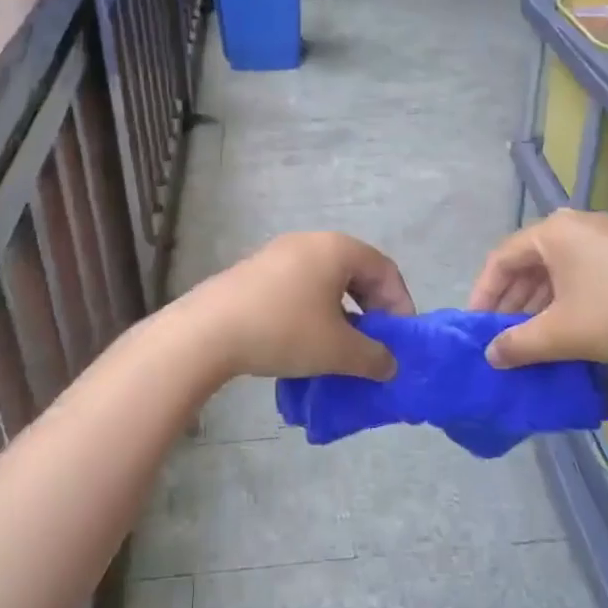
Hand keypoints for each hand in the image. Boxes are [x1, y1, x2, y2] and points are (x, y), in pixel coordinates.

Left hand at [186, 232, 414, 380]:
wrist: (208, 332)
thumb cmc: (285, 330)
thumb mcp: (338, 350)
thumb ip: (373, 357)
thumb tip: (390, 365)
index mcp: (337, 249)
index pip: (385, 270)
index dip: (400, 305)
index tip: (399, 340)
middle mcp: (310, 242)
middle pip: (356, 273)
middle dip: (371, 310)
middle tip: (373, 344)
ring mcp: (278, 254)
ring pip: (325, 282)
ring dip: (341, 314)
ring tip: (339, 348)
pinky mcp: (254, 272)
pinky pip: (298, 287)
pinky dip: (313, 312)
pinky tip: (304, 342)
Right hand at [466, 209, 607, 368]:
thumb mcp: (561, 334)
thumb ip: (518, 344)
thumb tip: (491, 354)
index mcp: (553, 232)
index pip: (501, 259)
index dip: (483, 294)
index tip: (476, 327)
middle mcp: (577, 225)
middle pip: (529, 262)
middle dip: (511, 301)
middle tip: (501, 336)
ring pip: (557, 269)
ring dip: (538, 304)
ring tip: (531, 338)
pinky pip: (583, 272)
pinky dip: (566, 299)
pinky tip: (569, 329)